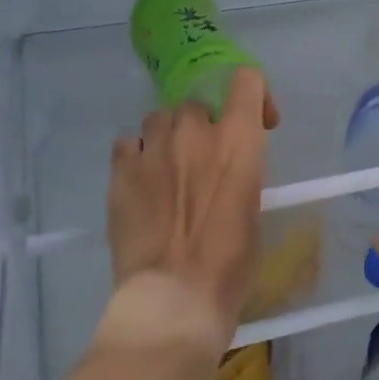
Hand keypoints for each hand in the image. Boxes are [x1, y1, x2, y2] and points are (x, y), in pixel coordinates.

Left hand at [100, 68, 278, 354]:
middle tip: (204, 163)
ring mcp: (153, 148)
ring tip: (168, 171)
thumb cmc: (229, 266)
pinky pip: (128, 144)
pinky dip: (137, 157)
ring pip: (159, 118)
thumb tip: (225, 174)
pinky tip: (141, 184)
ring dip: (168, 138)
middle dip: (204, 127)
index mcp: (238, 142)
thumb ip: (240, 176)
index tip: (258, 124)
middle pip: (198, 104)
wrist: (173, 298)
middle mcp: (195, 132)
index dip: (255, 95)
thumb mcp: (251, 213)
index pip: (247, 80)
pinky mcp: (120, 170)